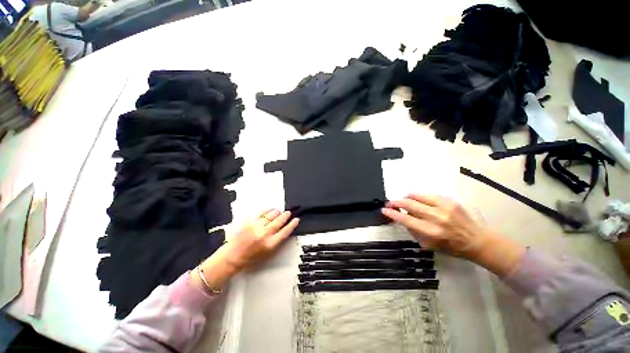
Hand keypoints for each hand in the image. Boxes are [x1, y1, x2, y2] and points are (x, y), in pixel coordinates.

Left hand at [191, 209, 298, 292]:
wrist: (232, 257)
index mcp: (270, 244)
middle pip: (279, 222)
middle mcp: (264, 234)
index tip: (296, 220)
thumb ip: (276, 242)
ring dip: (276, 212)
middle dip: (285, 216)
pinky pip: (260, 213)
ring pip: (270, 216)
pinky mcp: (248, 222)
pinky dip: (266, 210)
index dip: (292, 225)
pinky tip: (270, 209)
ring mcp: (256, 227)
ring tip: (279, 211)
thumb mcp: (267, 254)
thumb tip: (284, 231)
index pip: (285, 231)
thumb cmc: (250, 258)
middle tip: (288, 213)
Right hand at [382, 194, 524, 275]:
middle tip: (390, 203)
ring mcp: (444, 206)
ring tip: (404, 201)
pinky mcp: (450, 200)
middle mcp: (437, 217)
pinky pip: (427, 195)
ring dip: (406, 198)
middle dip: (396, 202)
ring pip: (417, 195)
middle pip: (409, 204)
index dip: (392, 213)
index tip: (384, 210)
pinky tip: (418, 201)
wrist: (476, 240)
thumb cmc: (451, 247)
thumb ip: (413, 230)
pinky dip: (419, 197)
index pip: (405, 219)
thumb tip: (402, 217)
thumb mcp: (428, 245)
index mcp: (432, 232)